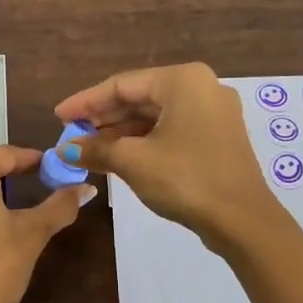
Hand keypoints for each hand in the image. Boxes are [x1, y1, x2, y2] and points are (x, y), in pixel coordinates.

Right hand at [54, 62, 277, 252]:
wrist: (243, 221)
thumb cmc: (185, 179)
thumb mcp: (133, 162)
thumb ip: (96, 149)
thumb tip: (64, 150)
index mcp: (182, 81)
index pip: (121, 85)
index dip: (85, 102)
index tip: (59, 117)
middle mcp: (201, 87)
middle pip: (139, 98)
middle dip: (103, 118)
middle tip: (71, 135)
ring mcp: (213, 113)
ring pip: (155, 115)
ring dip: (121, 132)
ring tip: (89, 149)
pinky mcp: (217, 137)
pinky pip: (171, 129)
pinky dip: (143, 141)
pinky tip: (119, 156)